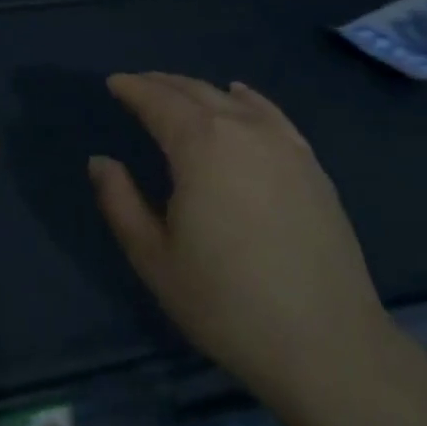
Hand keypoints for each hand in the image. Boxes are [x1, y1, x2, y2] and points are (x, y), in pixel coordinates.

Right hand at [91, 73, 396, 419]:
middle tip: (138, 85)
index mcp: (200, 145)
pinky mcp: (310, 163)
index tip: (114, 83)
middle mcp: (242, 129)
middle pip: (194, 91)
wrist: (326, 342)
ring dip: (198, 90)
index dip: (133, 89)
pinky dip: (246, 98)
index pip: (158, 101)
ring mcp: (282, 143)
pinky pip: (270, 113)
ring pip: (231, 99)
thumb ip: (120, 202)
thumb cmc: (227, 303)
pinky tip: (239, 96)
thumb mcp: (155, 259)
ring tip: (178, 93)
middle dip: (161, 84)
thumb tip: (100, 161)